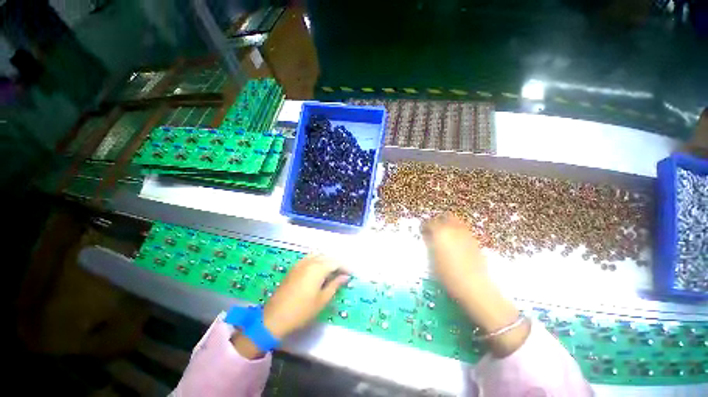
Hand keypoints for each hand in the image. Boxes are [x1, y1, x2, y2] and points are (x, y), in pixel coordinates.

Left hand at [262, 254, 349, 338]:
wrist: (274, 317)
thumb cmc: (301, 311)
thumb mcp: (322, 300)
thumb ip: (335, 285)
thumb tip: (345, 277)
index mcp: (318, 269)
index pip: (336, 262)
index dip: (345, 267)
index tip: (351, 274)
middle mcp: (310, 262)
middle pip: (328, 257)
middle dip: (337, 263)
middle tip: (344, 273)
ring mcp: (301, 263)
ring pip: (319, 255)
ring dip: (328, 260)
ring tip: (334, 270)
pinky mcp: (295, 267)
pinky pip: (310, 258)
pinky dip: (318, 260)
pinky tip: (320, 268)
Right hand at [421, 213, 488, 304]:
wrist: (474, 286)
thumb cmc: (447, 275)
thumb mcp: (432, 259)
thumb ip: (430, 244)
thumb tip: (428, 237)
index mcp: (440, 232)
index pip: (430, 223)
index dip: (425, 226)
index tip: (423, 231)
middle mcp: (454, 229)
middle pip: (446, 217)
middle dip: (439, 220)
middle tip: (434, 228)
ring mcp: (467, 235)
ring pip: (458, 222)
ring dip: (450, 225)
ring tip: (446, 235)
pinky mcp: (476, 242)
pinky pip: (465, 231)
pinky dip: (459, 233)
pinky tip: (457, 244)